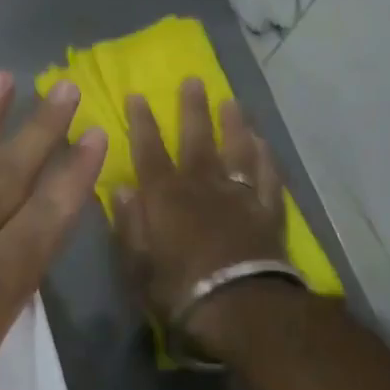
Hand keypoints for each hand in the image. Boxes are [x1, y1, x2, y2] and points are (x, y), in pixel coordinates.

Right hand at [111, 80, 293, 361]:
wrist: (241, 308)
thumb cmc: (178, 290)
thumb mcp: (137, 264)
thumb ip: (129, 224)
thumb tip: (121, 189)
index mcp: (165, 196)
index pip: (149, 150)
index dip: (142, 122)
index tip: (137, 95)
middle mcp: (202, 186)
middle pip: (197, 139)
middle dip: (192, 109)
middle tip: (193, 80)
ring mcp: (239, 196)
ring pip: (237, 150)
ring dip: (234, 124)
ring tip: (232, 102)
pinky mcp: (268, 212)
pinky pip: (269, 177)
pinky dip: (267, 158)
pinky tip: (265, 143)